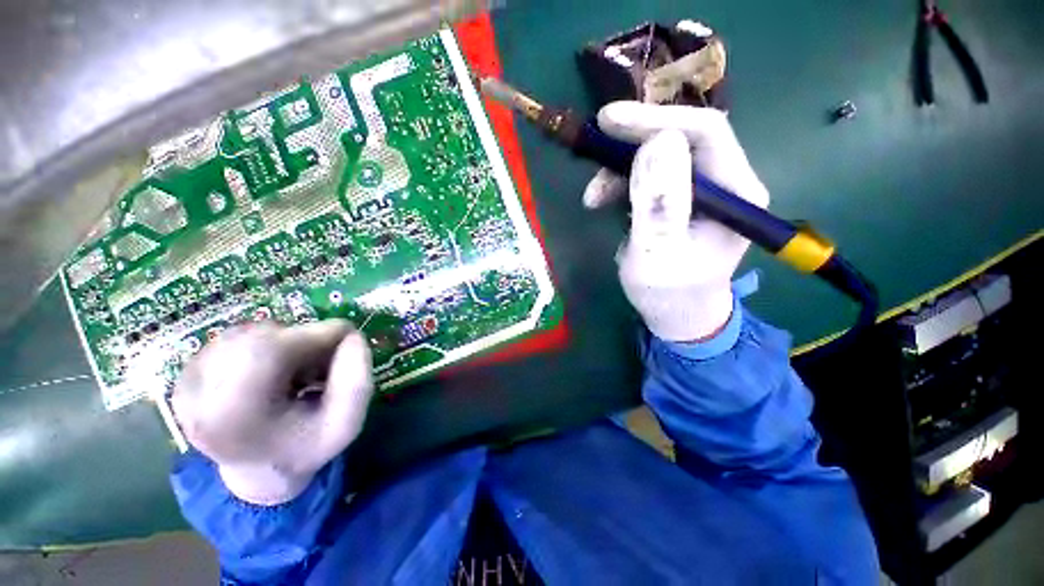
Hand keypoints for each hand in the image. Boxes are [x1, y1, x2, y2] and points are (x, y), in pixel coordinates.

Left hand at [171, 320, 373, 504]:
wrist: (258, 472)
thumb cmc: (304, 449)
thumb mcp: (346, 424)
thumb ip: (357, 382)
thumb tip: (352, 336)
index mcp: (231, 415)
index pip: (269, 349)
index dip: (316, 334)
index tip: (348, 339)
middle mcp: (195, 394)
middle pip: (260, 337)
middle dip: (305, 340)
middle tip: (324, 362)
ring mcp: (186, 381)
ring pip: (251, 333)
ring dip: (287, 342)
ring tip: (299, 372)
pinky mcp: (187, 372)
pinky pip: (238, 338)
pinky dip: (268, 345)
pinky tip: (276, 371)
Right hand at [583, 102, 769, 341]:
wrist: (677, 316)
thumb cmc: (669, 294)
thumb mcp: (657, 255)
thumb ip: (659, 205)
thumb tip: (657, 142)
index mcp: (737, 193)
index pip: (704, 132)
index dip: (655, 119)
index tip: (609, 119)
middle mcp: (727, 182)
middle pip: (680, 138)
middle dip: (632, 143)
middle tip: (595, 149)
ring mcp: (704, 190)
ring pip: (660, 156)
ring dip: (620, 169)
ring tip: (592, 198)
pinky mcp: (682, 199)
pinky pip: (650, 175)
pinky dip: (621, 183)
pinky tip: (604, 202)